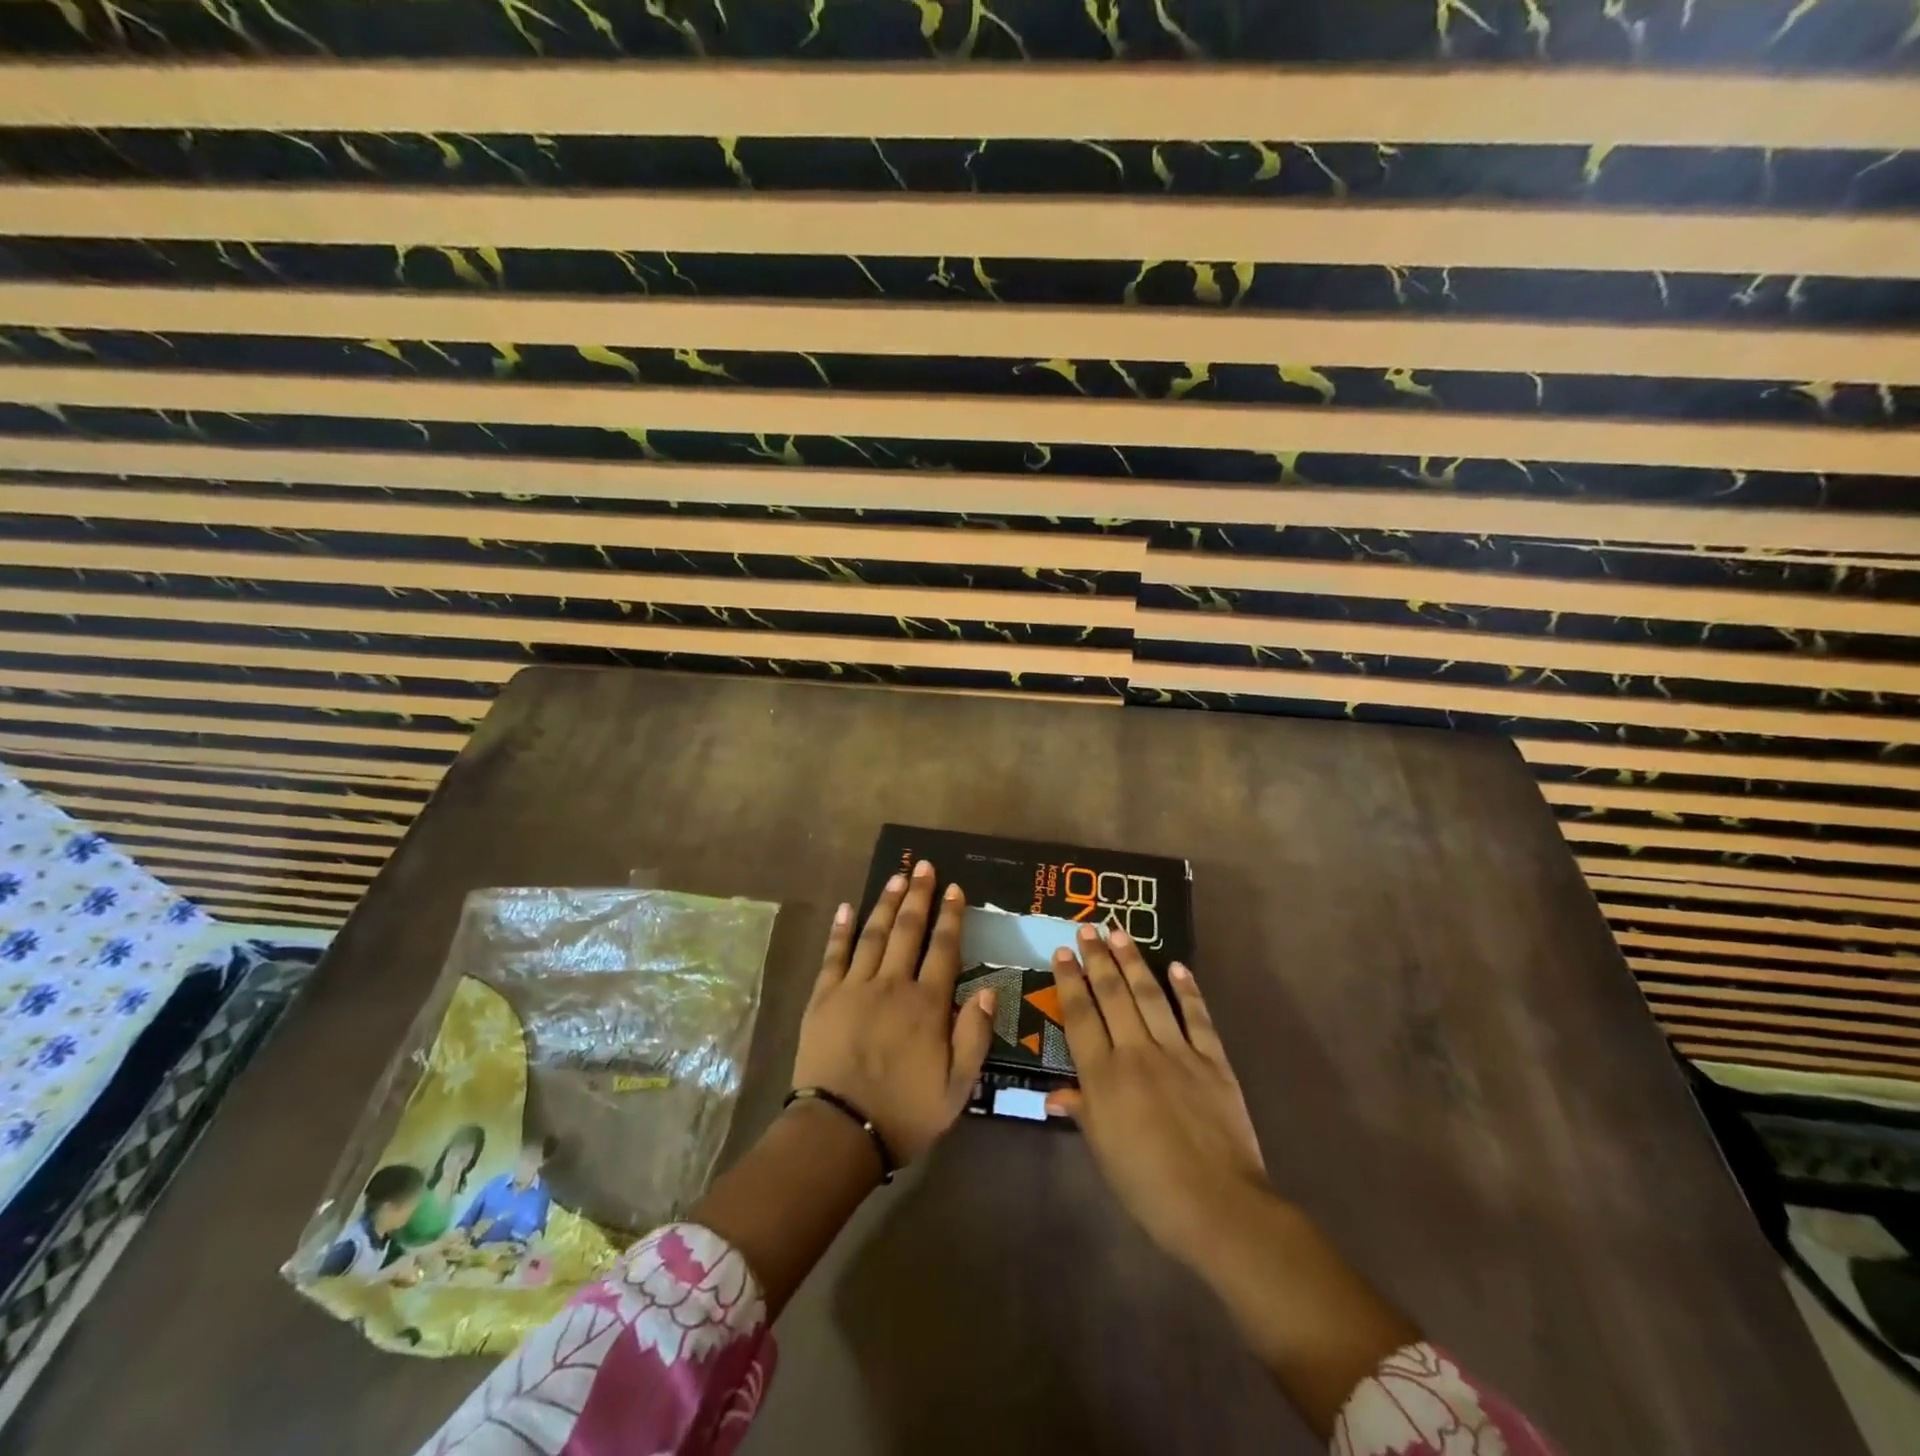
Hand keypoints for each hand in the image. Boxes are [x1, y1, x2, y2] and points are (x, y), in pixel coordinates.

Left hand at [792, 859, 996, 1164]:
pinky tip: (847, 907)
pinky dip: (841, 930)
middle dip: (918, 896)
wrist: (839, 1133)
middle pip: (907, 930)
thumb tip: (989, 990)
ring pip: (873, 934)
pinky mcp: (823, 998)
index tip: (955, 889)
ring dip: (886, 903)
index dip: (951, 917)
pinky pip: (834, 955)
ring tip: (897, 877)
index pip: (943, 949)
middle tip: (924, 867)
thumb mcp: (957, 1087)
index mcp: (927, 1005)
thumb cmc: (904, 1113)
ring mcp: (854, 987)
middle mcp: (892, 985)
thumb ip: (974, 1036)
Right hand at [1047, 925, 1266, 1253]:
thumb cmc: (1149, 1187)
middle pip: (1112, 996)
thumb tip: (1054, 1094)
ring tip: (1120, 933)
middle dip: (1098, 959)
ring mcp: (1177, 1053)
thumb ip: (1082, 1112)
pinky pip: (1197, 1017)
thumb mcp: (1104, 1153)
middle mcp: (1136, 1053)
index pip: (1080, 1017)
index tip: (1062, 953)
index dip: (1069, 982)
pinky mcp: (1212, 1061)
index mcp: (1104, 1077)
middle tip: (1088, 929)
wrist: (1219, 1207)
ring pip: (1150, 996)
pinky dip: (1187, 990)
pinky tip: (1177, 966)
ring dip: (1133, 962)